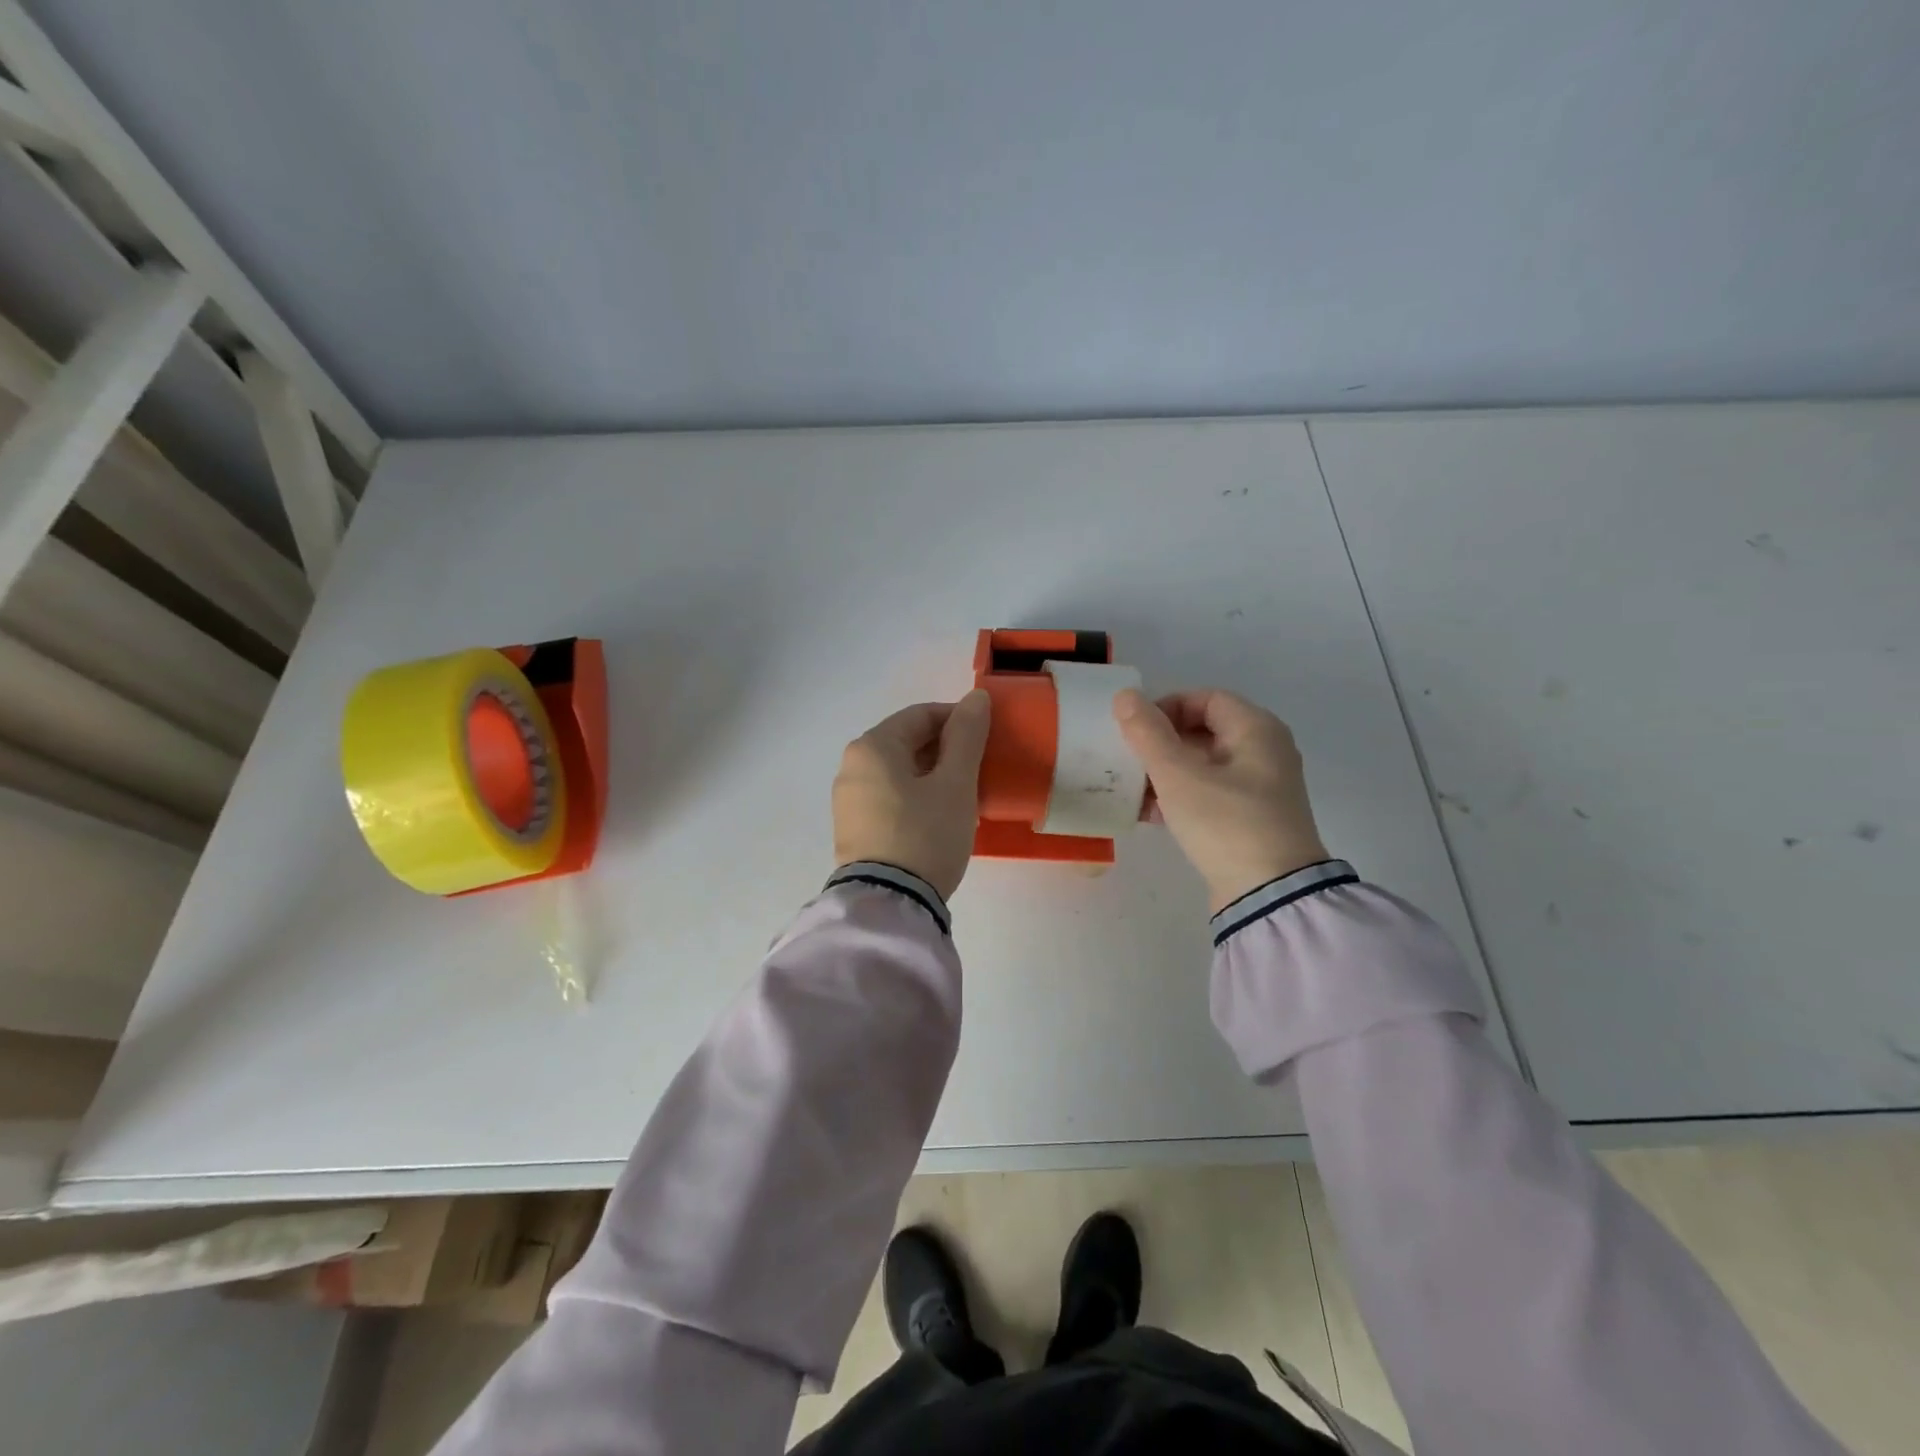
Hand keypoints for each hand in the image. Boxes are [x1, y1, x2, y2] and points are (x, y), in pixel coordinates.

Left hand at [833, 691, 991, 900]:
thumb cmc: (926, 834)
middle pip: (907, 742)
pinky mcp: (853, 829)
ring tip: (964, 797)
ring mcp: (848, 800)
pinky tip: (939, 818)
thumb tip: (976, 697)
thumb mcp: (955, 783)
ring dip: (933, 776)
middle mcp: (852, 766)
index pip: (921, 714)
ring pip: (899, 772)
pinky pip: (890, 797)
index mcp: (872, 746)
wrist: (889, 905)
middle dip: (947, 750)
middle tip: (980, 771)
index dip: (959, 720)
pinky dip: (916, 797)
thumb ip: (966, 736)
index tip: (988, 739)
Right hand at [1113, 687, 1328, 913]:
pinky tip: (1150, 814)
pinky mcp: (1251, 819)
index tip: (1135, 730)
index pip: (1205, 698)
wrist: (1270, 895)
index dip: (1167, 707)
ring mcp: (1260, 788)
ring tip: (1133, 790)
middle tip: (1129, 759)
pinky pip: (1210, 793)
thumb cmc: (1225, 823)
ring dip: (1166, 772)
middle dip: (1161, 743)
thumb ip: (1148, 733)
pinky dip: (1181, 796)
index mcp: (1257, 730)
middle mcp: (1265, 752)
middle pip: (1204, 731)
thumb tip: (1125, 696)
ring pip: (1203, 765)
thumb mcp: (1178, 775)